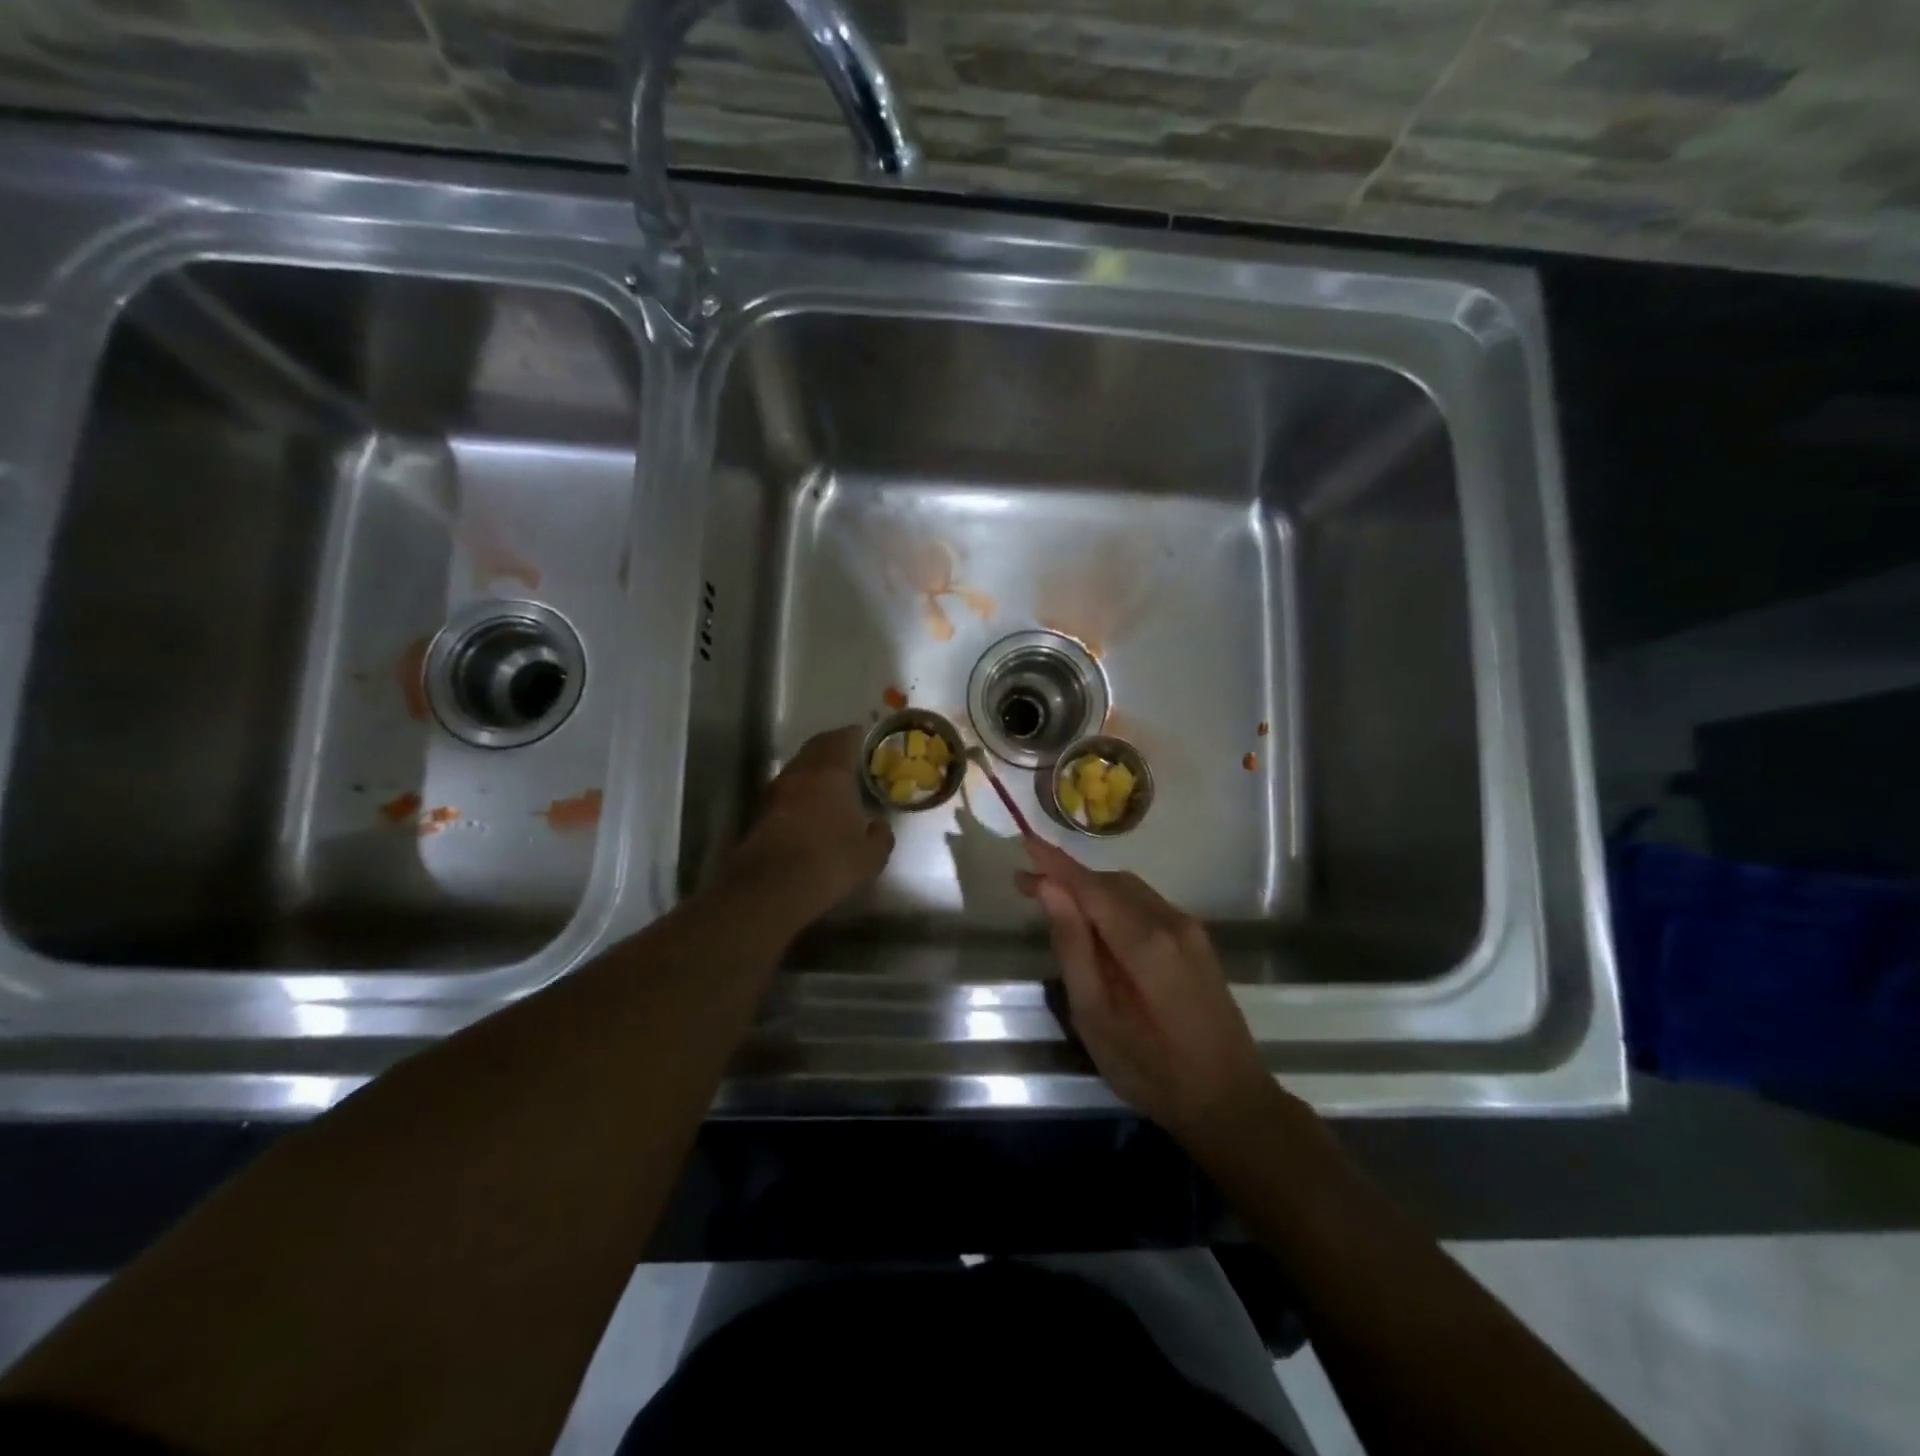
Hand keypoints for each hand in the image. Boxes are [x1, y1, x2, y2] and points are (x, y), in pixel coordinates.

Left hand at [726, 725, 894, 918]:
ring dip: (814, 769)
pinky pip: (787, 790)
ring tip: (833, 782)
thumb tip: (880, 825)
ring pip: (799, 767)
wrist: (772, 887)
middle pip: (817, 746)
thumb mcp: (871, 854)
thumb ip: (881, 834)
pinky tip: (812, 807)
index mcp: (832, 771)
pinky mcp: (761, 812)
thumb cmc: (830, 861)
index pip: (844, 738)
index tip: (868, 740)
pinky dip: (801, 790)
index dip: (857, 736)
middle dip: (834, 747)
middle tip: (851, 756)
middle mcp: (801, 772)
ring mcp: (776, 790)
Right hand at [1017, 838, 1275, 1143]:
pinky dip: (1115, 904)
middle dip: (1068, 878)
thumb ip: (1072, 946)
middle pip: (1111, 883)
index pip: (1090, 885)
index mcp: (1145, 940)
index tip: (1023, 840)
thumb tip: (1048, 888)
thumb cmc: (1152, 1069)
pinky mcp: (1198, 942)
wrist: (1231, 1102)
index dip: (1054, 862)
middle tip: (1028, 888)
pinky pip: (1147, 906)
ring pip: (1130, 891)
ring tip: (1056, 905)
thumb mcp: (1095, 1015)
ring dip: (1091, 890)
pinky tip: (1098, 926)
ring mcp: (1190, 930)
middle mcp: (1171, 921)